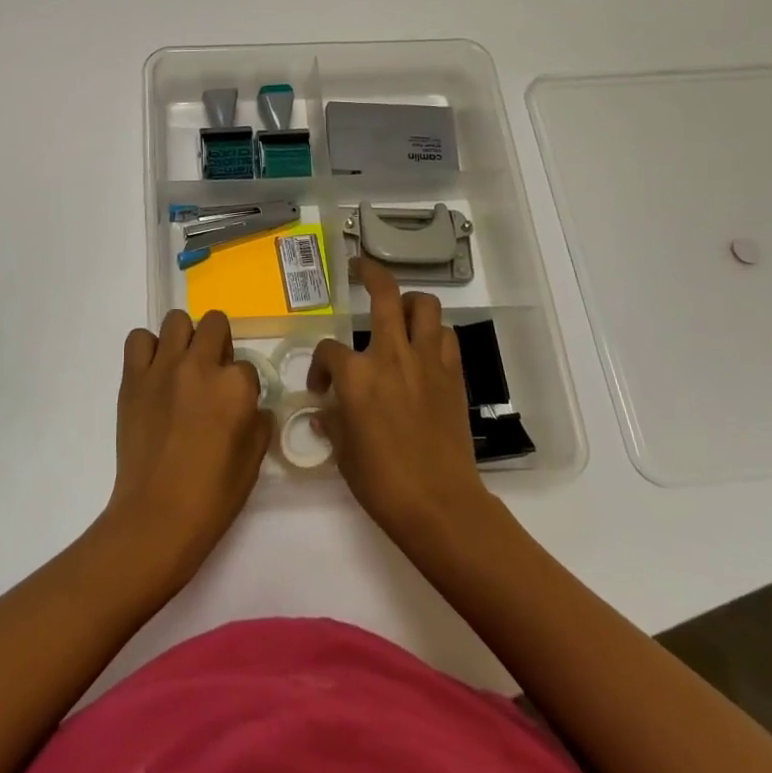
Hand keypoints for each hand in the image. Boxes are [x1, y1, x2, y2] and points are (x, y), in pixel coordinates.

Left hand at [103, 309, 266, 584]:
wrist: (157, 516)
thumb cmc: (212, 496)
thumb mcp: (253, 461)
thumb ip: (257, 422)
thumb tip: (250, 406)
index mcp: (236, 387)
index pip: (246, 366)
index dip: (242, 386)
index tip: (233, 405)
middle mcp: (201, 366)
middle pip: (215, 324)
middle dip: (219, 343)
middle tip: (212, 372)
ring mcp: (163, 367)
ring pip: (176, 320)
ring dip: (184, 338)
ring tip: (182, 366)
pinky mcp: (133, 377)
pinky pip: (138, 339)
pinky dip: (147, 349)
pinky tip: (154, 372)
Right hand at [308, 259, 491, 546]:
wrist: (439, 504)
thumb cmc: (381, 481)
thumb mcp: (343, 452)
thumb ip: (332, 422)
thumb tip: (325, 412)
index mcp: (356, 375)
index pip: (328, 350)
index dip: (318, 366)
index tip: (320, 388)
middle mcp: (391, 355)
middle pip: (383, 294)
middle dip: (369, 272)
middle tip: (359, 268)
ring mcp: (426, 361)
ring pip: (424, 305)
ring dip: (409, 302)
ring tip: (399, 313)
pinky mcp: (452, 374)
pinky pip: (445, 336)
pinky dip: (433, 334)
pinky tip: (424, 349)